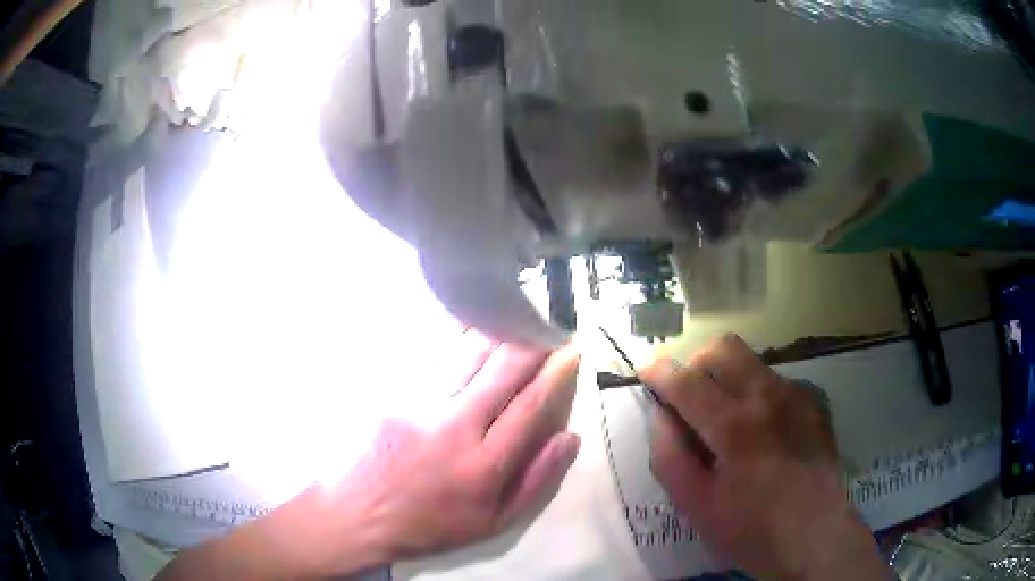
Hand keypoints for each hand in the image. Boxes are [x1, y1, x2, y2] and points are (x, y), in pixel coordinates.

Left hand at [289, 339, 582, 574]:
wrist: (360, 514)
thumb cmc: (431, 524)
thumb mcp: (493, 522)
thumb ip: (536, 480)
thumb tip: (569, 437)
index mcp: (484, 464)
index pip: (530, 405)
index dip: (555, 374)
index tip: (570, 351)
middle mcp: (454, 428)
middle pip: (501, 371)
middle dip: (529, 343)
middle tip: (545, 326)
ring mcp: (419, 406)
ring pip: (466, 356)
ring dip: (495, 334)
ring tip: (511, 318)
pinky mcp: (393, 394)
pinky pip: (432, 359)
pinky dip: (456, 341)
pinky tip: (467, 330)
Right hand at [642, 335, 892, 579]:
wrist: (814, 535)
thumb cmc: (750, 529)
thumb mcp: (695, 505)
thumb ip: (669, 456)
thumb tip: (661, 415)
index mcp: (735, 427)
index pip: (687, 381)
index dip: (659, 372)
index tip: (645, 372)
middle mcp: (768, 397)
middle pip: (723, 349)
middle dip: (697, 364)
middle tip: (690, 399)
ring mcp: (796, 395)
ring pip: (752, 361)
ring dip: (728, 380)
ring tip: (728, 421)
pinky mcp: (813, 401)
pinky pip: (776, 381)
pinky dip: (757, 395)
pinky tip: (763, 432)